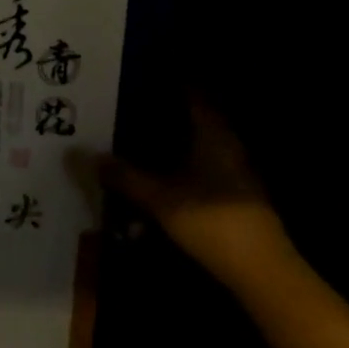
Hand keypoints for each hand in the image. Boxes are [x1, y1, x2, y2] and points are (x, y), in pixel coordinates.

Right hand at [83, 98, 298, 293]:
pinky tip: (161, 178)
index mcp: (214, 135)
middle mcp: (228, 147)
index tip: (145, 74)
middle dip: (167, 113)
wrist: (262, 273)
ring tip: (139, 141)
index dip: (172, 83)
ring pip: (199, 146)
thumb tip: (86, 155)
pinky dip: (181, 168)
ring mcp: (235, 174)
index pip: (194, 96)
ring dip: (173, 143)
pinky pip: (202, 170)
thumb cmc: (212, 221)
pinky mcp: (235, 198)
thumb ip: (125, 177)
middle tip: (133, 106)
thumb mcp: (160, 199)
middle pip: (196, 120)